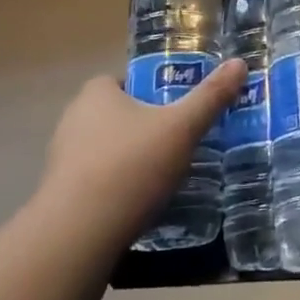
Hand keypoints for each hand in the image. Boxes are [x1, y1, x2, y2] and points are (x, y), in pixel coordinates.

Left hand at [40, 60, 245, 245]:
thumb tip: (240, 63)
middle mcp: (73, 119)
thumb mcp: (182, 128)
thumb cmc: (131, 166)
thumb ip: (211, 96)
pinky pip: (95, 182)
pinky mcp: (59, 196)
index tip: (177, 112)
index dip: (153, 93)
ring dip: (130, 161)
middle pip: (118, 116)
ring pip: (106, 150)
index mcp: (96, 93)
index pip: (127, 81)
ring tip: (163, 179)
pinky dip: (115, 189)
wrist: (77, 236)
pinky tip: (138, 207)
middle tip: (177, 144)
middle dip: (145, 128)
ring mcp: (61, 159)